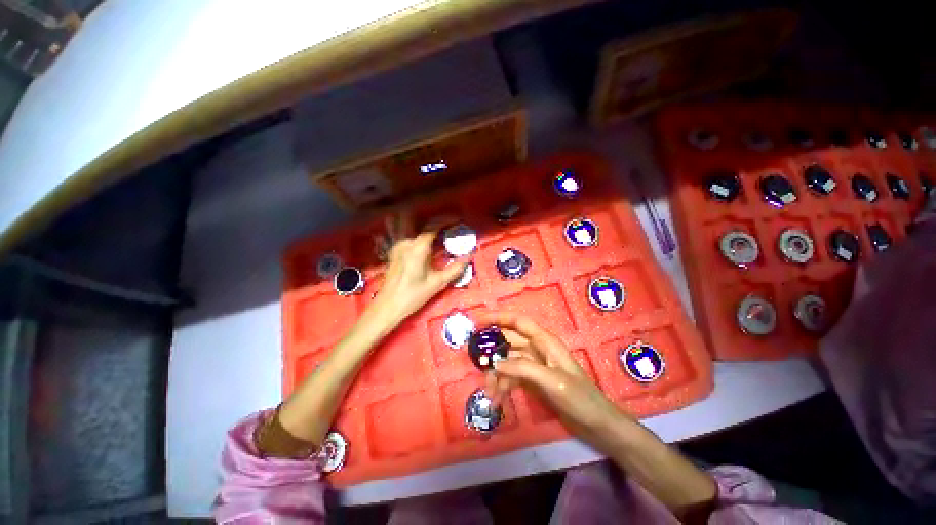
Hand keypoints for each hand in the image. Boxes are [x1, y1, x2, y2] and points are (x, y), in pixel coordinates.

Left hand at [368, 213, 468, 326]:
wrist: (388, 306)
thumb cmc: (413, 295)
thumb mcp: (437, 283)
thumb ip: (455, 269)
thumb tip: (469, 257)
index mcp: (417, 248)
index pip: (433, 226)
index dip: (446, 220)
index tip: (457, 219)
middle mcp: (405, 242)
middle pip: (418, 221)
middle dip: (432, 219)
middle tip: (446, 223)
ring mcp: (397, 245)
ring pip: (409, 226)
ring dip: (421, 224)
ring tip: (435, 229)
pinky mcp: (393, 252)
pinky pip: (404, 234)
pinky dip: (414, 232)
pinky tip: (423, 240)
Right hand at [478, 312, 629, 451]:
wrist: (597, 424)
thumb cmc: (580, 398)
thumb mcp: (552, 381)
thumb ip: (523, 369)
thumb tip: (495, 363)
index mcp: (545, 341)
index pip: (518, 322)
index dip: (498, 317)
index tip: (478, 321)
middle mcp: (537, 349)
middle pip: (509, 341)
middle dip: (492, 350)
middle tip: (475, 361)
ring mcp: (534, 365)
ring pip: (508, 361)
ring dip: (497, 374)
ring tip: (490, 392)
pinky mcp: (532, 380)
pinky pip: (512, 376)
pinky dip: (503, 384)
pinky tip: (498, 398)